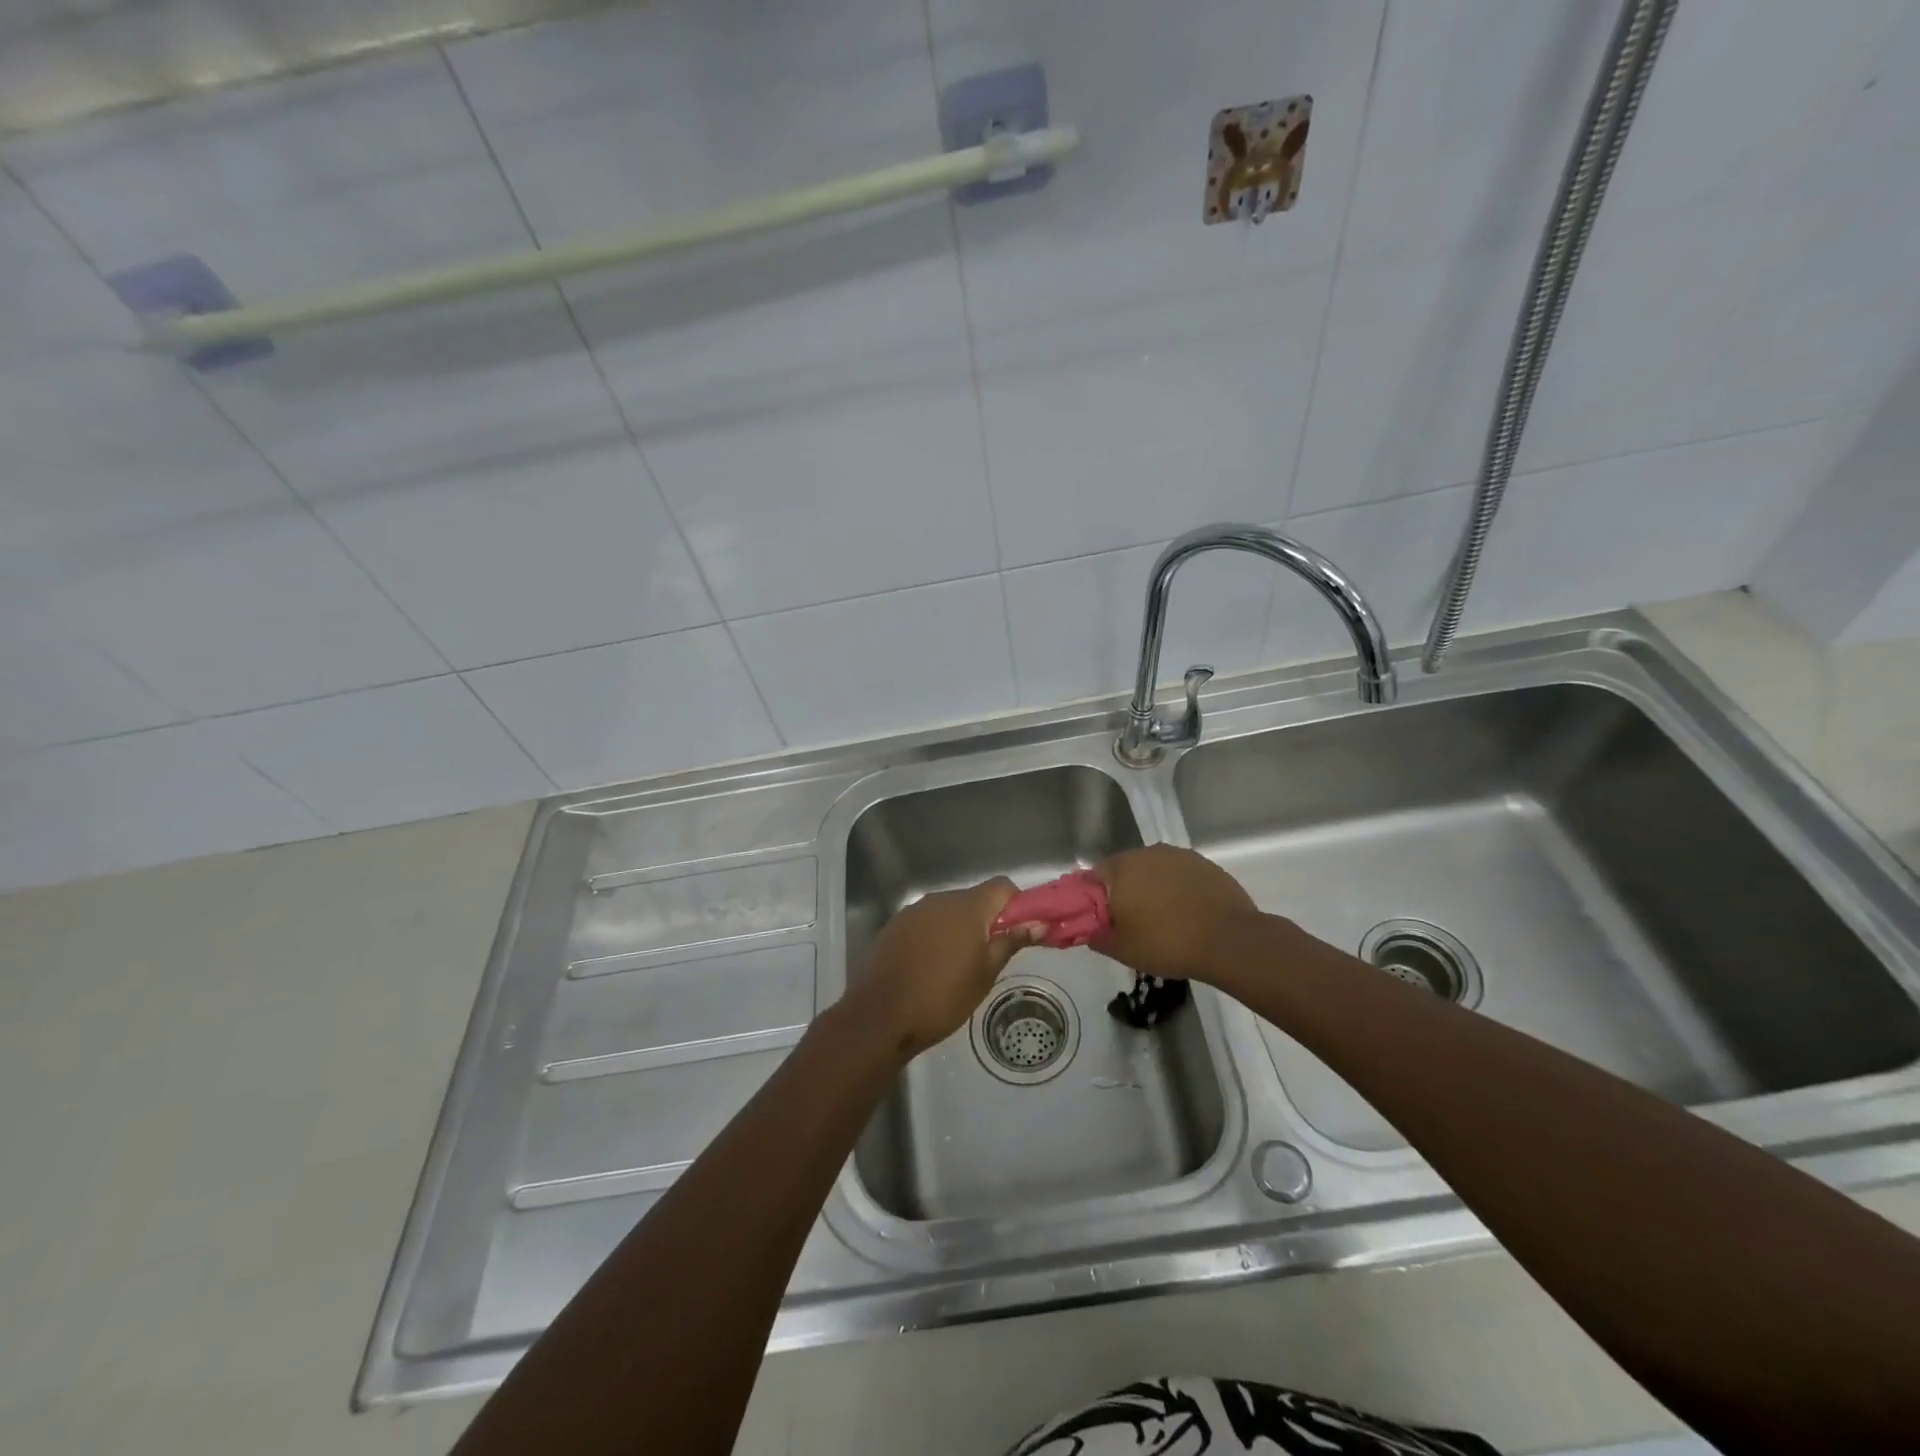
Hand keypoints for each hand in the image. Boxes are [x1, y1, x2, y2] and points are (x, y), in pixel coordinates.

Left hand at [844, 878, 1036, 1060]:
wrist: (879, 1017)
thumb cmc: (941, 998)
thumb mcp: (984, 975)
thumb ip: (1010, 942)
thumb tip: (1038, 924)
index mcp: (967, 907)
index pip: (1002, 887)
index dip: (1016, 905)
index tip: (1019, 932)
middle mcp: (940, 899)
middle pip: (974, 898)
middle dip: (987, 920)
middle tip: (991, 956)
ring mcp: (914, 911)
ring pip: (949, 910)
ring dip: (961, 928)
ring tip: (960, 966)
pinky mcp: (895, 926)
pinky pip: (926, 922)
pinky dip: (936, 935)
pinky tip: (931, 966)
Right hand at [1091, 845, 1260, 984]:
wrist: (1230, 941)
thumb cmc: (1167, 943)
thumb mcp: (1123, 950)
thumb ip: (1097, 936)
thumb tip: (1089, 930)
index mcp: (1120, 869)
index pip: (1092, 877)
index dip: (1092, 899)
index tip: (1100, 920)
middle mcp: (1146, 852)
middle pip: (1123, 870)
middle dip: (1122, 892)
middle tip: (1129, 921)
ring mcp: (1178, 855)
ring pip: (1152, 870)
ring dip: (1150, 888)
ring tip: (1160, 918)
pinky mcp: (1203, 863)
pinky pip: (1178, 874)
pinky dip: (1176, 888)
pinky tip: (1185, 912)